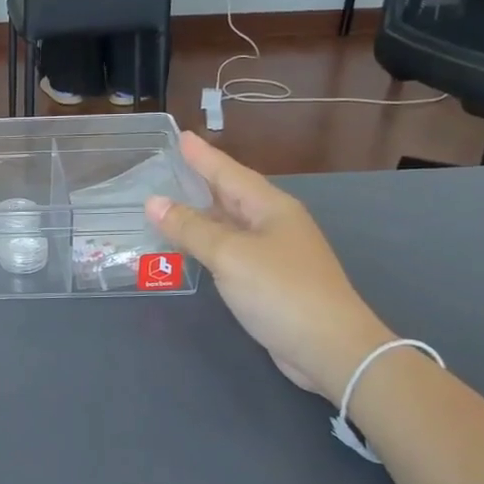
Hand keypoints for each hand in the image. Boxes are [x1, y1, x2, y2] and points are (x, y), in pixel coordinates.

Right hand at [146, 134, 392, 401]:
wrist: (331, 348)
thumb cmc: (281, 291)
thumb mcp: (230, 255)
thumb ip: (190, 228)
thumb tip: (153, 202)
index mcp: (271, 208)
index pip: (229, 172)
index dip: (203, 156)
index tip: (181, 136)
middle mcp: (274, 224)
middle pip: (231, 195)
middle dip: (202, 181)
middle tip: (171, 166)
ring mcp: (275, 254)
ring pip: (230, 224)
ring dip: (201, 214)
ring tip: (172, 203)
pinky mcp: (270, 281)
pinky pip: (231, 250)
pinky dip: (208, 243)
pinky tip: (192, 247)